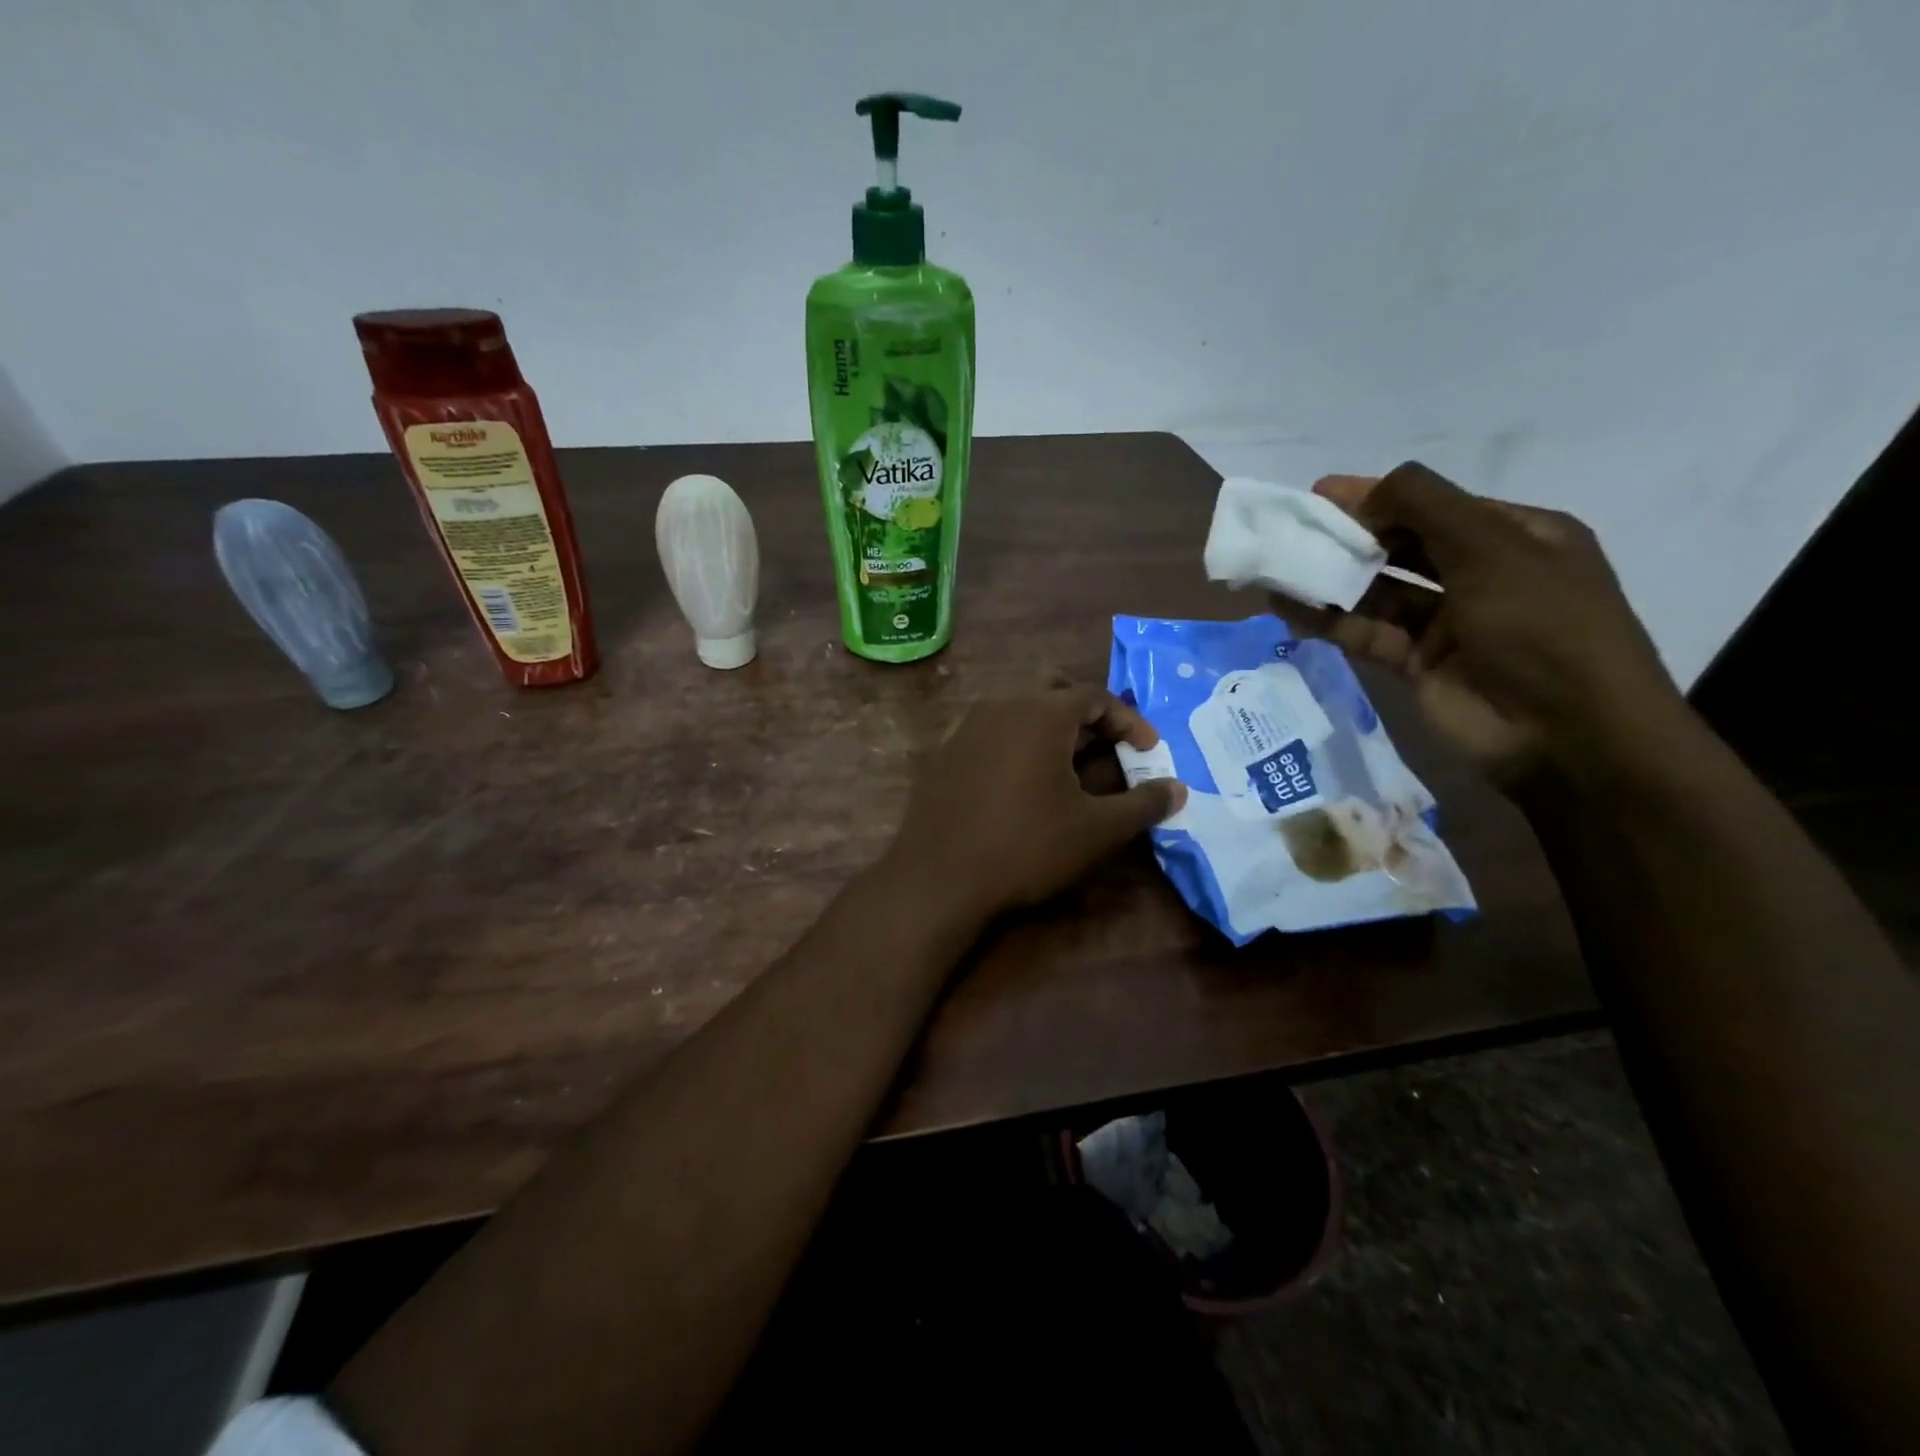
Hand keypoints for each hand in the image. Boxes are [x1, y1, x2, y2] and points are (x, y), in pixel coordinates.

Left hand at [883, 684, 1187, 920]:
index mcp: (1040, 713)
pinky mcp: (944, 754)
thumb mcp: (1097, 831)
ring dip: (1052, 733)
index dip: (1129, 722)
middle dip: (1089, 720)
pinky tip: (1023, 787)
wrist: (939, 879)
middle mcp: (1000, 707)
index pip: (1096, 697)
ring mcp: (966, 728)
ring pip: (1020, 713)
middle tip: (1109, 752)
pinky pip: (992, 735)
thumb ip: (1143, 804)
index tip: (1149, 751)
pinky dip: (1018, 748)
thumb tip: (1178, 789)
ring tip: (1070, 771)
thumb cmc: (1027, 847)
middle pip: (1055, 696)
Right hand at [1284, 463, 1685, 785]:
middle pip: (1403, 546)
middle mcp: (1480, 576)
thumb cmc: (1540, 625)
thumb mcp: (1492, 548)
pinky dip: (1329, 620)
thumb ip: (1426, 507)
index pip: (1437, 505)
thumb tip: (1365, 493)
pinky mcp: (1416, 665)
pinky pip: (1365, 633)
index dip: (1381, 497)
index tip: (1323, 493)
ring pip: (1378, 592)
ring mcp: (1447, 624)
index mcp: (1515, 537)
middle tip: (1295, 528)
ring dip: (1332, 579)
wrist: (1565, 733)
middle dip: (1351, 536)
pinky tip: (1289, 608)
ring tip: (1280, 566)